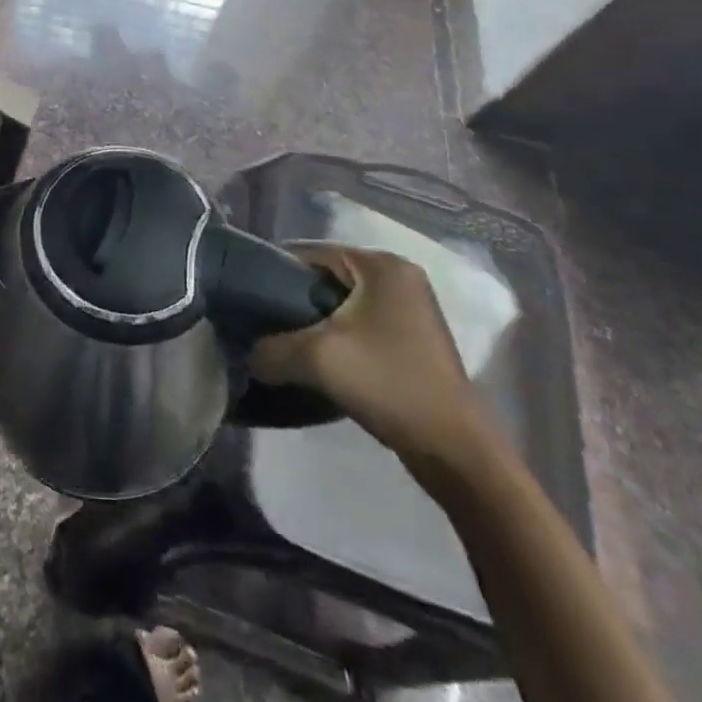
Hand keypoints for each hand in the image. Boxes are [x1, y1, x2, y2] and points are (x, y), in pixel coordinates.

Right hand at [251, 245, 488, 472]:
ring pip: (344, 303)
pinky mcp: (415, 338)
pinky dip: (339, 336)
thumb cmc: (387, 383)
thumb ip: (271, 348)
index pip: (311, 252)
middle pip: (327, 276)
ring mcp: (411, 308)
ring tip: (288, 345)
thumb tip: (247, 354)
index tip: (250, 297)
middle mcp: (400, 276)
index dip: (275, 271)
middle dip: (295, 299)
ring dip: (316, 321)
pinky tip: (321, 361)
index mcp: (381, 265)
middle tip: (266, 324)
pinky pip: (362, 323)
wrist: (454, 449)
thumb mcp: (317, 359)